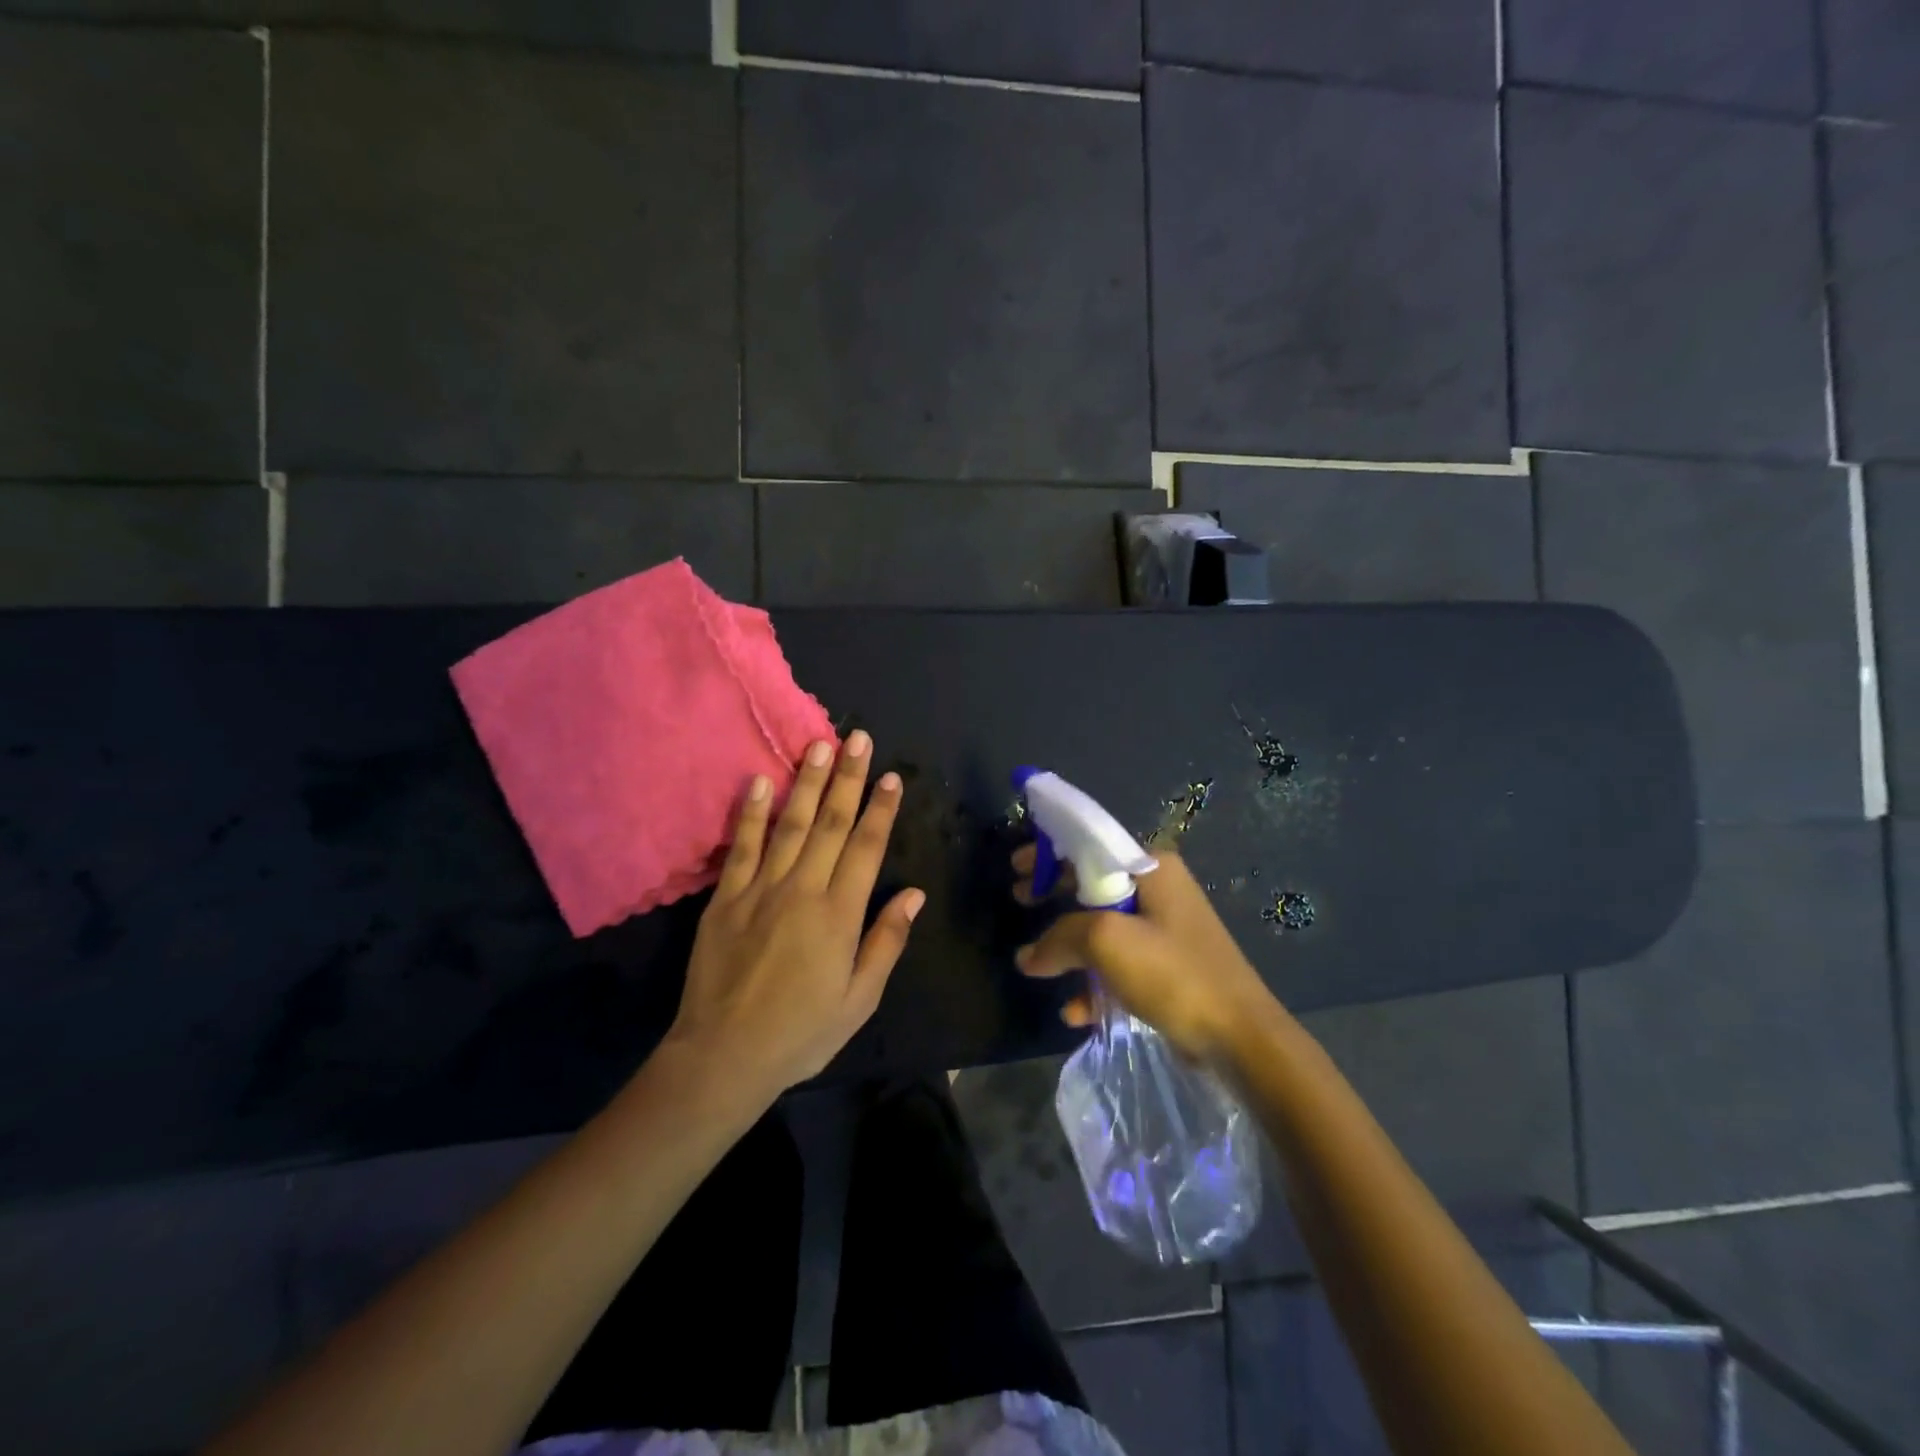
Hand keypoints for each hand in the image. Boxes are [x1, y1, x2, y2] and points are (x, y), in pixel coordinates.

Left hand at [668, 732, 924, 1096]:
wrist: (723, 1055)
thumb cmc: (801, 1032)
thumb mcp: (859, 999)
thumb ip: (886, 942)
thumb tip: (914, 894)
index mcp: (839, 914)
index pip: (866, 847)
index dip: (881, 809)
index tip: (891, 776)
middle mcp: (802, 889)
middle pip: (831, 823)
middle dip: (848, 778)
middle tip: (858, 738)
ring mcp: (760, 889)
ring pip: (790, 824)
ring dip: (806, 782)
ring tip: (819, 746)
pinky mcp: (725, 897)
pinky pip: (741, 846)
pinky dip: (750, 813)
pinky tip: (756, 781)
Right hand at [1012, 844, 1272, 1067]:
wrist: (1241, 1037)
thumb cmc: (1173, 973)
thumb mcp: (1107, 942)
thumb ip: (1060, 938)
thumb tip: (1028, 956)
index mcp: (1151, 868)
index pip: (1090, 846)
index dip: (1049, 853)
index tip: (1016, 868)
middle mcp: (1160, 891)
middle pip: (1093, 885)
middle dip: (1054, 896)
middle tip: (1020, 901)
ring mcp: (1166, 931)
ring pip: (1103, 929)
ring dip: (1070, 947)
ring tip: (1038, 964)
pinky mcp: (1169, 969)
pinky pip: (1120, 965)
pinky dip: (1095, 982)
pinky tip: (1075, 1010)